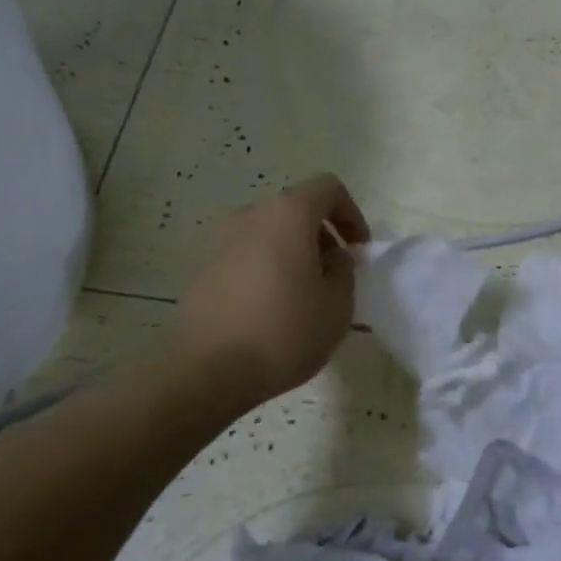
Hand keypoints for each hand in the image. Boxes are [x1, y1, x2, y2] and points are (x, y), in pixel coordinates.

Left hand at [171, 174, 370, 408]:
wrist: (207, 371)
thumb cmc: (283, 332)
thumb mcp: (337, 306)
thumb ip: (344, 271)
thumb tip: (333, 257)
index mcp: (287, 214)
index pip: (327, 188)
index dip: (351, 213)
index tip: (358, 250)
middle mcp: (249, 216)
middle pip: (295, 210)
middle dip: (321, 236)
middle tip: (334, 276)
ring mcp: (219, 241)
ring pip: (268, 234)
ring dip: (292, 253)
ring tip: (303, 296)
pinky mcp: (201, 270)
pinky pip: (245, 257)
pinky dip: (265, 270)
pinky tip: (270, 311)